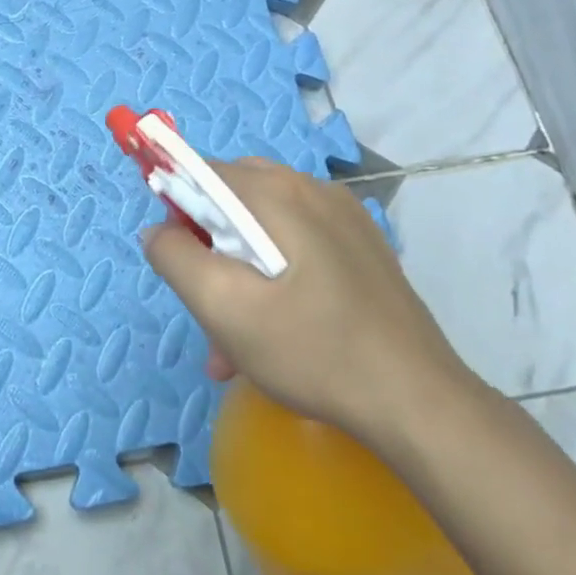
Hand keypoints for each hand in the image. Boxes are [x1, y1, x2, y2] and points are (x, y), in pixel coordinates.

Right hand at [142, 156, 474, 443]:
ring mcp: (343, 218)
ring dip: (236, 270)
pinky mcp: (361, 247)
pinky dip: (270, 277)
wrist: (418, 402)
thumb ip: (175, 257)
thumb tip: (158, 230)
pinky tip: (272, 331)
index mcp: (277, 192)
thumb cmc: (311, 349)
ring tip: (231, 340)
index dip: (176, 209)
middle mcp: (311, 189)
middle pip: (232, 200)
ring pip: (263, 228)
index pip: (201, 172)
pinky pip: (295, 245)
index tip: (177, 260)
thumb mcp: (223, 306)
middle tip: (205, 302)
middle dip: (207, 245)